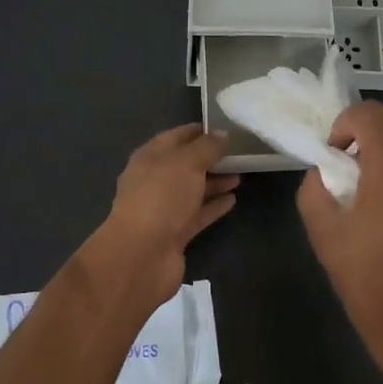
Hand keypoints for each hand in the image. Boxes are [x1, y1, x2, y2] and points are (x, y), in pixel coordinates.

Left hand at [82, 125, 237, 316]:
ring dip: (214, 182)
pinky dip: (214, 206)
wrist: (142, 255)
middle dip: (209, 159)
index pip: (175, 137)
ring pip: (192, 190)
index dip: (198, 132)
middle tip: (238, 153)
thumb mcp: (186, 163)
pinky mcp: (175, 233)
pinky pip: (197, 214)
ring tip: (241, 175)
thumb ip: (207, 147)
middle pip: (184, 165)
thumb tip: (222, 134)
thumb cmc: (161, 198)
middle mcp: (154, 181)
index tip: (224, 128)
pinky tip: (233, 200)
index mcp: (149, 157)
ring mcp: (163, 209)